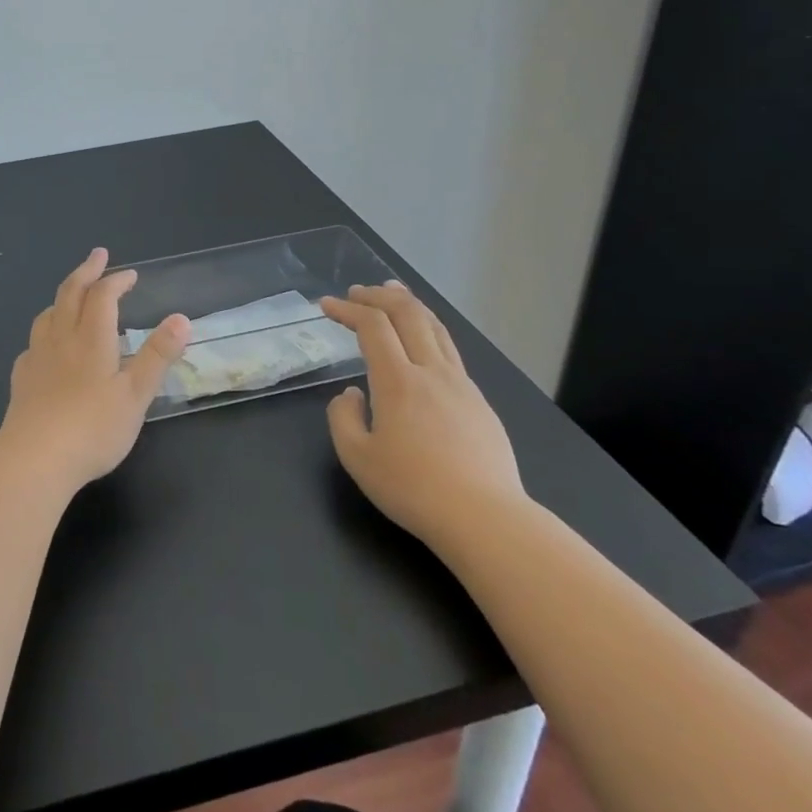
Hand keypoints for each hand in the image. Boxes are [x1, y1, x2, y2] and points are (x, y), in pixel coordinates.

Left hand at [0, 249, 189, 492]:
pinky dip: (45, 331)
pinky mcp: (22, 379)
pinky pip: (33, 342)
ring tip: (72, 295)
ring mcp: (36, 357)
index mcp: (91, 339)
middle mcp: (61, 338)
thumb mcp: (136, 394)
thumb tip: (181, 318)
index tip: (130, 274)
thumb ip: (157, 355)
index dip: (117, 280)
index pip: (103, 296)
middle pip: (70, 292)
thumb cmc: (93, 428)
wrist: (35, 459)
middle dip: (86, 270)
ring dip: (63, 297)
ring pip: (47, 314)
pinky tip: (47, 346)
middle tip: (97, 255)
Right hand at [322, 282, 524, 550]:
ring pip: (436, 328)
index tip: (327, 306)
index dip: (347, 309)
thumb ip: (343, 417)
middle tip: (357, 293)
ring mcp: (461, 385)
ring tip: (393, 295)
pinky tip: (422, 346)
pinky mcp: (480, 403)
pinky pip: (450, 352)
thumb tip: (352, 394)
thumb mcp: (357, 458)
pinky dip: (428, 332)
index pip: (372, 326)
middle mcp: (431, 372)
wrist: (485, 519)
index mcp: (398, 381)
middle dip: (379, 295)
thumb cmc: (413, 489)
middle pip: (408, 313)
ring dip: (410, 306)